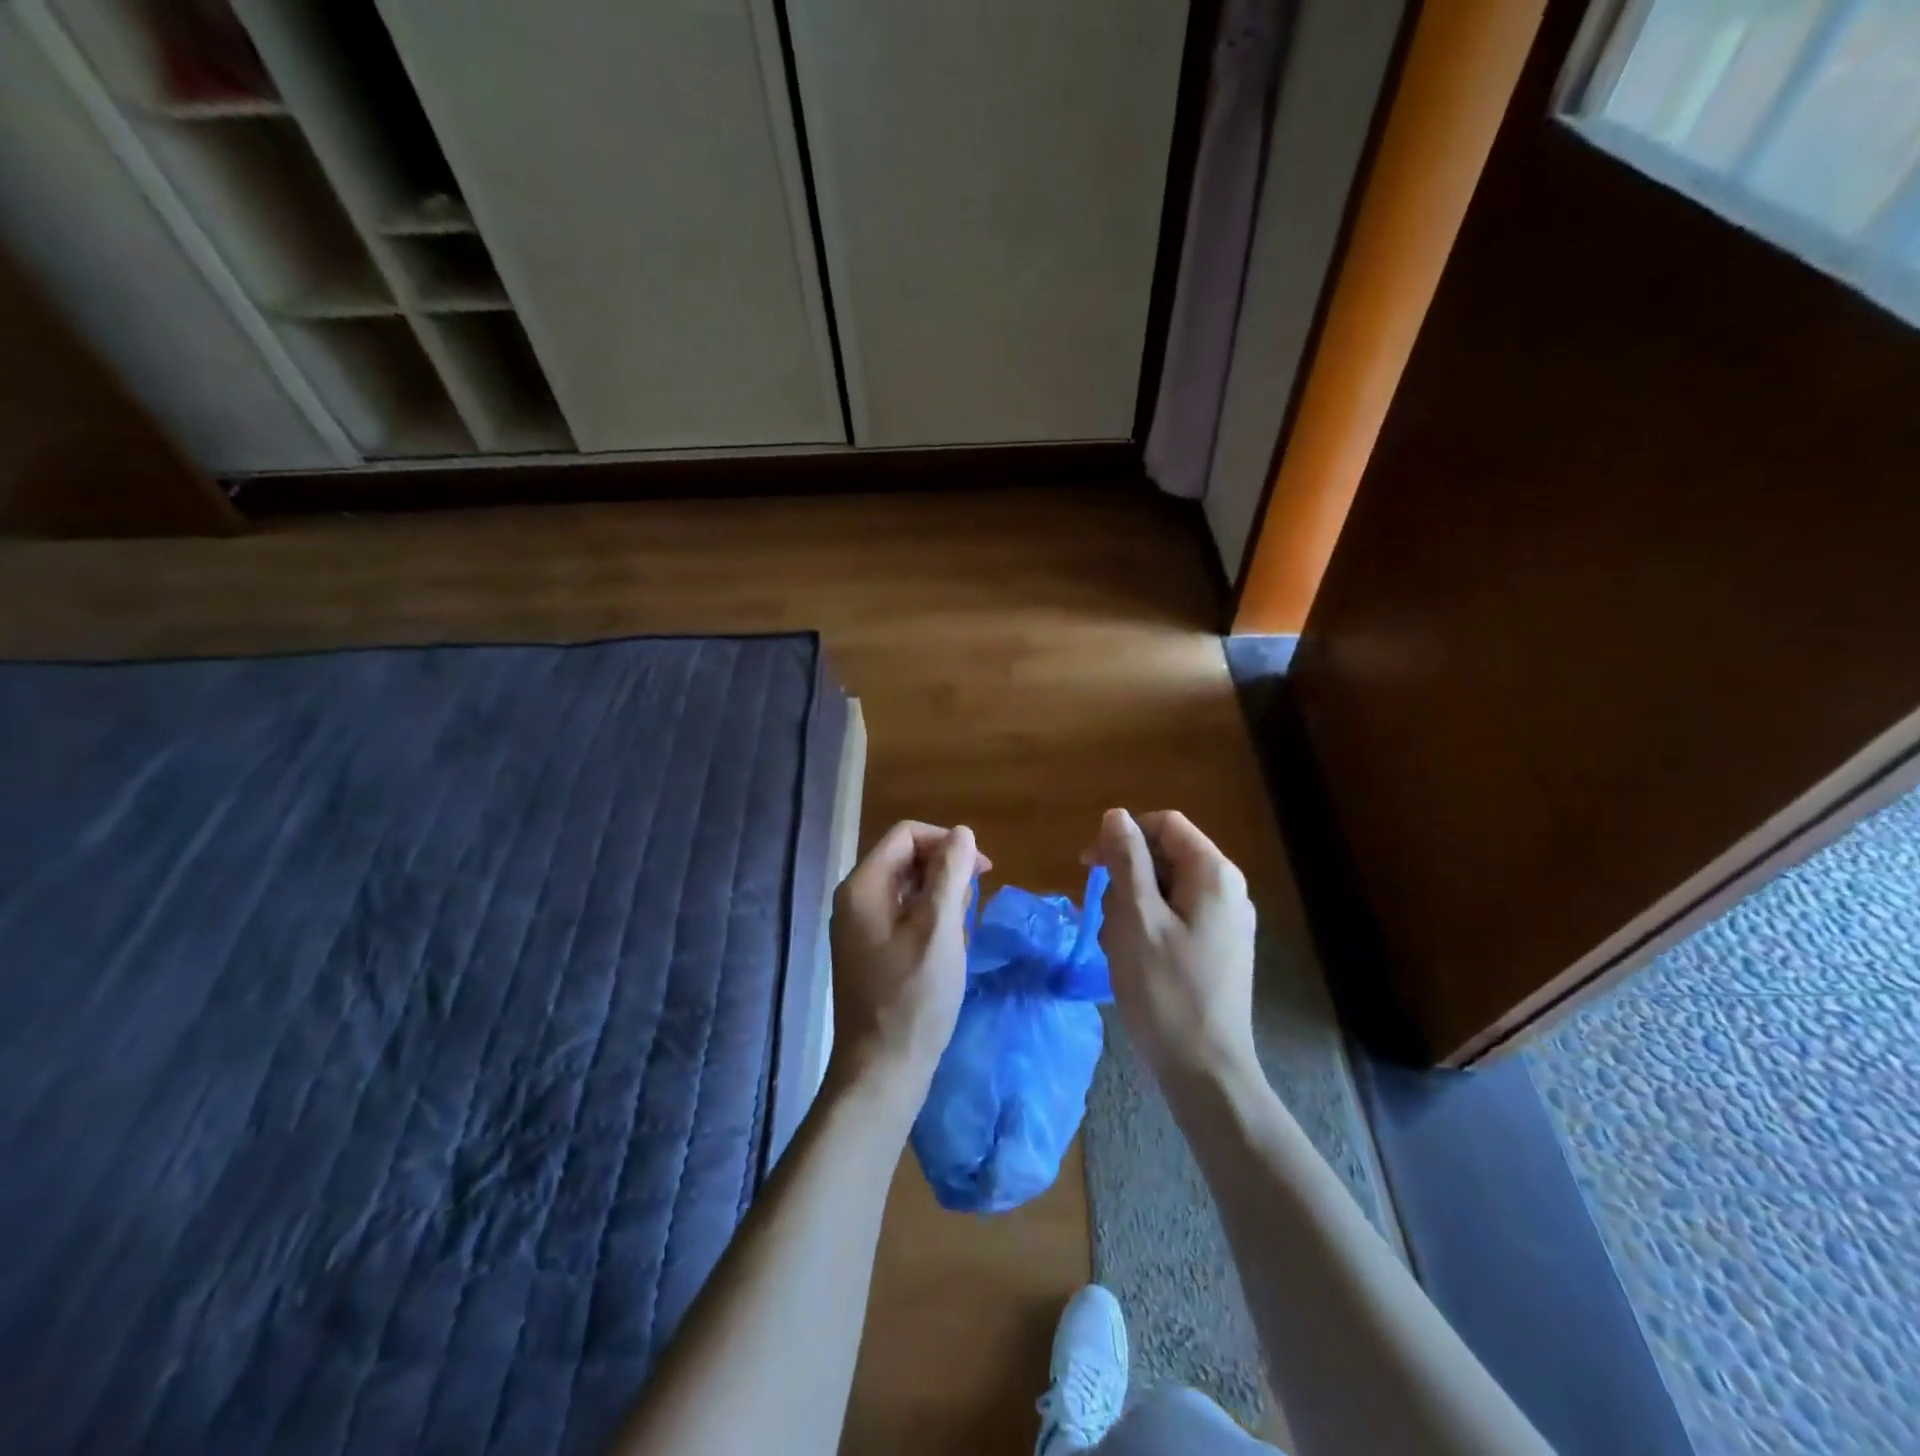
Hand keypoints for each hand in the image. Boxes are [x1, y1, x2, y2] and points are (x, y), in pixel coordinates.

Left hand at [827, 820, 987, 1105]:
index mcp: (863, 887)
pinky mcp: (869, 951)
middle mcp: (854, 900)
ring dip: (941, 901)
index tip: (982, 871)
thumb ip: (950, 874)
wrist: (882, 1071)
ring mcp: (859, 928)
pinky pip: (903, 917)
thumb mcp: (940, 929)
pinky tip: (947, 951)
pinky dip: (930, 923)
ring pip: (908, 889)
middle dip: (945, 873)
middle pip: (906, 859)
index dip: (947, 843)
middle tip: (972, 908)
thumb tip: (962, 833)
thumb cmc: (913, 998)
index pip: (907, 835)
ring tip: (960, 936)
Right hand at [1088, 809, 1258, 1091]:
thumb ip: (1126, 860)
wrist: (1205, 1072)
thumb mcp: (1136, 918)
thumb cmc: (1166, 990)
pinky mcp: (1217, 949)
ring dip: (1131, 908)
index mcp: (1214, 875)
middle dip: (1125, 879)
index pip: (1165, 825)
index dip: (1123, 835)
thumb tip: (1116, 815)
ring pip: (1164, 890)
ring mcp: (1225, 922)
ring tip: (1117, 947)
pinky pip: (1174, 918)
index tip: (1089, 864)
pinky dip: (1146, 929)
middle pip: (1165, 856)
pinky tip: (1132, 960)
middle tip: (1103, 917)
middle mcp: (1227, 891)